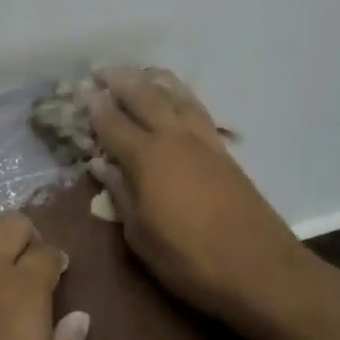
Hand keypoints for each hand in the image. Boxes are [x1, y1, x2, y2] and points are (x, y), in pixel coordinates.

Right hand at [86, 68, 315, 328]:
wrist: (260, 267)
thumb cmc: (190, 259)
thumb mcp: (141, 236)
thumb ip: (119, 193)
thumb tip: (99, 163)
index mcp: (146, 157)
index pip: (111, 121)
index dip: (93, 104)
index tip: (79, 88)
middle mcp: (172, 137)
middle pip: (143, 95)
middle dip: (119, 79)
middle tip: (100, 72)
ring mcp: (202, 139)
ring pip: (174, 93)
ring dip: (152, 79)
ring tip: (139, 73)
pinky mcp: (222, 149)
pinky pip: (195, 106)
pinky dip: (179, 93)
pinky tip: (176, 97)